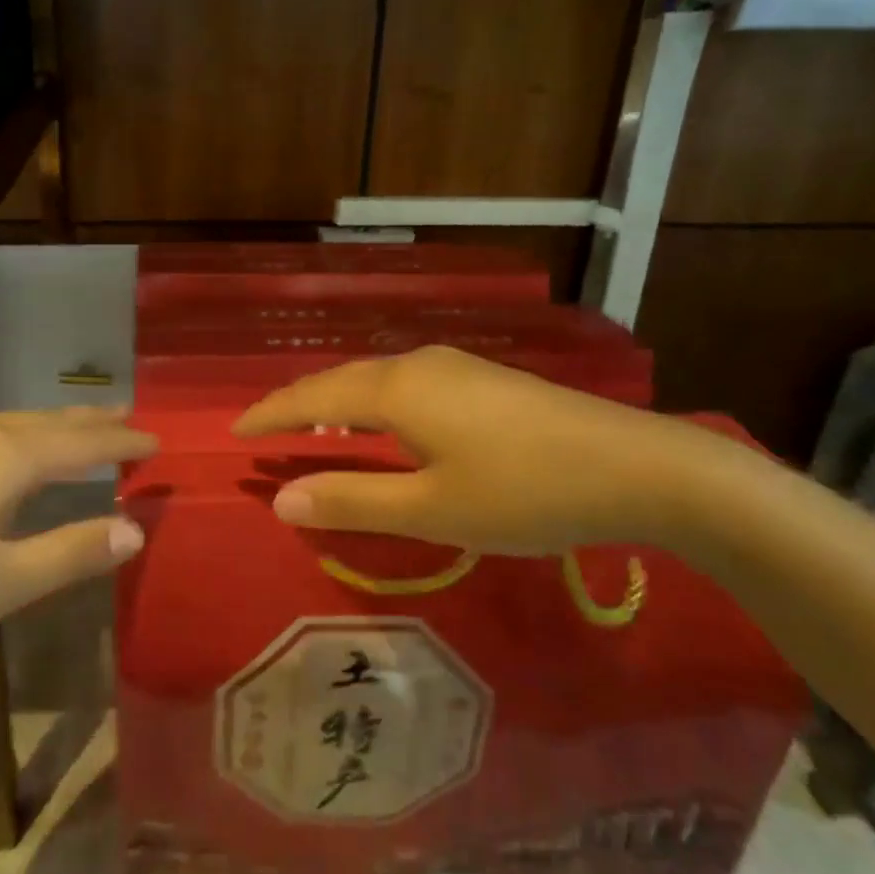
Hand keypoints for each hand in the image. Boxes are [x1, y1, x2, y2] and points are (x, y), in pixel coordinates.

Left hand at [0, 408, 156, 655]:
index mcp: (8, 456)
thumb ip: (70, 554)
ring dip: (56, 426)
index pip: (85, 441)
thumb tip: (135, 529)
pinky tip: (12, 451)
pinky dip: (22, 436)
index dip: (124, 442)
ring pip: (16, 422)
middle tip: (129, 419)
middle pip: (51, 420)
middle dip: (93, 421)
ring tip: (83, 428)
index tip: (158, 442)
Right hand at [233, 346, 725, 556]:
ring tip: (315, 427)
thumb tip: (281, 498)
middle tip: (267, 428)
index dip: (271, 414)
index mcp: (396, 391)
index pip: (312, 396)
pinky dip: (373, 403)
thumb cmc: (525, 492)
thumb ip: (353, 501)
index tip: (236, 430)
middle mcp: (418, 365)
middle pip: (340, 379)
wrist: (638, 466)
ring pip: (375, 379)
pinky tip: (385, 425)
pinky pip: (405, 384)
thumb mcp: (432, 508)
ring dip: (337, 402)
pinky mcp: (484, 379)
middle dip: (299, 403)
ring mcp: (455, 367)